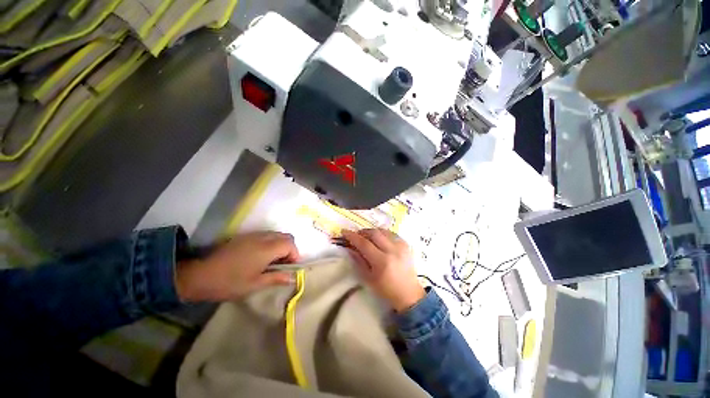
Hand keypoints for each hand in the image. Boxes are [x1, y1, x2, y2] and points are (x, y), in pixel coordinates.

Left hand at [175, 231, 299, 301]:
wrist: (199, 275)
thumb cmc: (229, 282)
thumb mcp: (255, 284)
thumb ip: (276, 278)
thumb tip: (292, 278)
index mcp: (267, 248)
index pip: (290, 244)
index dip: (295, 255)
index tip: (290, 268)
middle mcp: (263, 237)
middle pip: (286, 236)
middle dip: (290, 249)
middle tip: (284, 264)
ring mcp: (253, 235)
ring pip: (276, 234)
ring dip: (280, 245)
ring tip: (273, 261)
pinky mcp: (245, 236)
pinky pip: (265, 235)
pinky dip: (271, 243)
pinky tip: (261, 256)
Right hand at [342, 229, 424, 311]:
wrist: (409, 294)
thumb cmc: (386, 289)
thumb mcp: (368, 278)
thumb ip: (358, 261)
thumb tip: (350, 248)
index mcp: (382, 261)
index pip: (364, 243)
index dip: (353, 236)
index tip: (344, 232)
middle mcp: (392, 250)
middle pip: (374, 233)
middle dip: (363, 232)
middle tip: (356, 235)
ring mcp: (401, 246)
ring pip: (383, 231)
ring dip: (373, 231)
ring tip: (367, 237)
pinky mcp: (406, 245)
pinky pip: (392, 233)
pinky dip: (383, 234)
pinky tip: (379, 239)